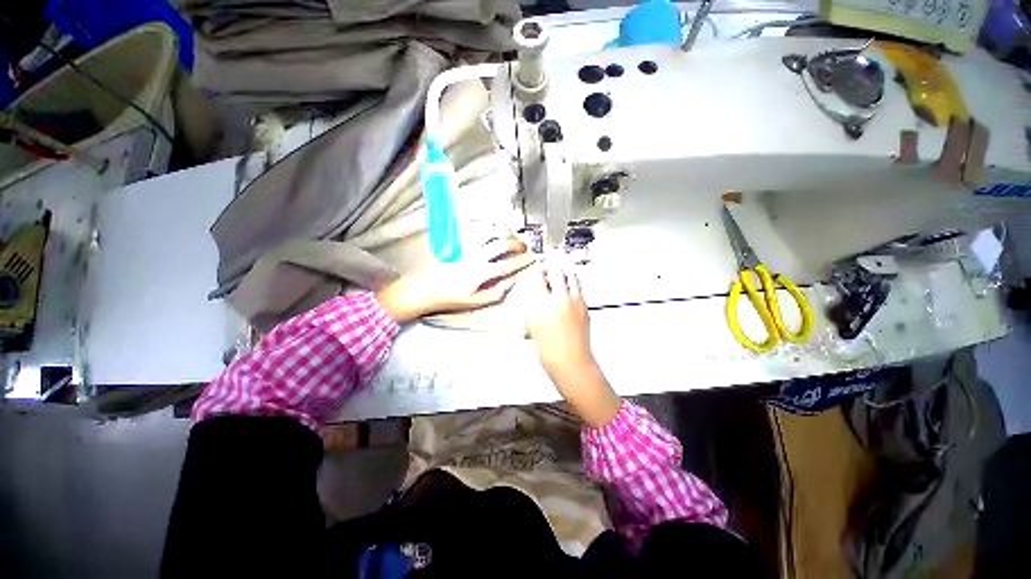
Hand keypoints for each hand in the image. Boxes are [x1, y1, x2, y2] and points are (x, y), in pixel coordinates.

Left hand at [376, 237, 534, 323]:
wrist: (423, 289)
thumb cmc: (449, 298)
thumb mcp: (475, 302)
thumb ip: (496, 292)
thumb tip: (511, 282)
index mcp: (481, 273)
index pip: (509, 265)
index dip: (523, 261)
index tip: (533, 258)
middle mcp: (476, 256)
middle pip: (503, 244)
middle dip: (518, 244)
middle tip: (524, 247)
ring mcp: (466, 247)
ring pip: (491, 233)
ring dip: (505, 233)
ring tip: (512, 237)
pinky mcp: (457, 242)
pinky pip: (475, 228)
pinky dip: (487, 226)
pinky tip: (492, 229)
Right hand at [524, 260, 620, 426]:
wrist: (571, 362)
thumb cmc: (548, 349)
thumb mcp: (534, 325)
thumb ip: (534, 305)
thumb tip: (536, 292)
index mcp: (543, 304)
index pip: (537, 277)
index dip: (535, 272)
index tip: (533, 272)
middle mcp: (560, 298)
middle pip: (555, 271)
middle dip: (549, 267)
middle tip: (545, 270)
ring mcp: (575, 301)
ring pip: (570, 276)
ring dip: (563, 273)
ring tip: (557, 278)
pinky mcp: (585, 306)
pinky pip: (578, 288)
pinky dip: (571, 285)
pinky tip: (566, 293)